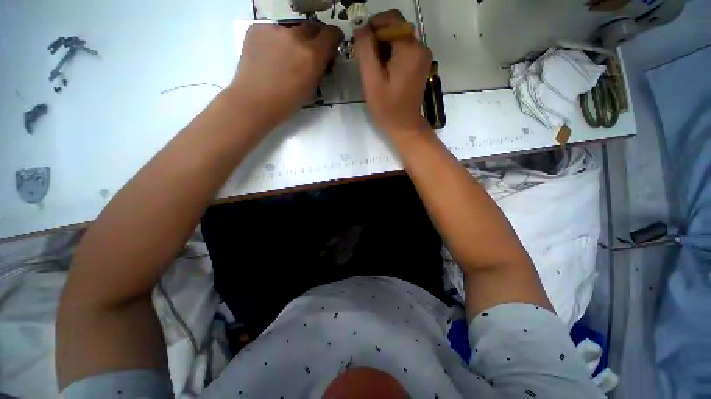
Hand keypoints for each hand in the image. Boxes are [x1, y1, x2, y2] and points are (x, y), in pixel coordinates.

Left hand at [228, 22, 342, 129]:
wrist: (254, 101)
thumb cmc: (286, 102)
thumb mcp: (311, 88)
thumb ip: (319, 68)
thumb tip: (322, 57)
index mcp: (312, 55)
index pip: (331, 33)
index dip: (333, 38)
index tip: (330, 44)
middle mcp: (296, 36)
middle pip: (312, 27)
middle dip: (314, 39)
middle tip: (308, 53)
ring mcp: (275, 29)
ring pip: (291, 29)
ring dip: (293, 40)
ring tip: (284, 57)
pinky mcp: (257, 28)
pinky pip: (273, 31)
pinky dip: (275, 41)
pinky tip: (269, 56)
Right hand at [355, 10, 432, 138]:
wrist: (404, 126)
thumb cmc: (387, 109)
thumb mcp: (371, 80)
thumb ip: (366, 50)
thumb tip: (361, 27)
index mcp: (410, 50)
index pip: (391, 19)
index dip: (373, 26)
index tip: (362, 44)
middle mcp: (421, 47)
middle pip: (396, 28)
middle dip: (378, 39)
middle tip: (368, 61)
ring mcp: (423, 55)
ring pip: (399, 38)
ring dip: (384, 48)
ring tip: (375, 69)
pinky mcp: (421, 63)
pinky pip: (404, 49)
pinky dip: (392, 54)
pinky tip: (385, 71)